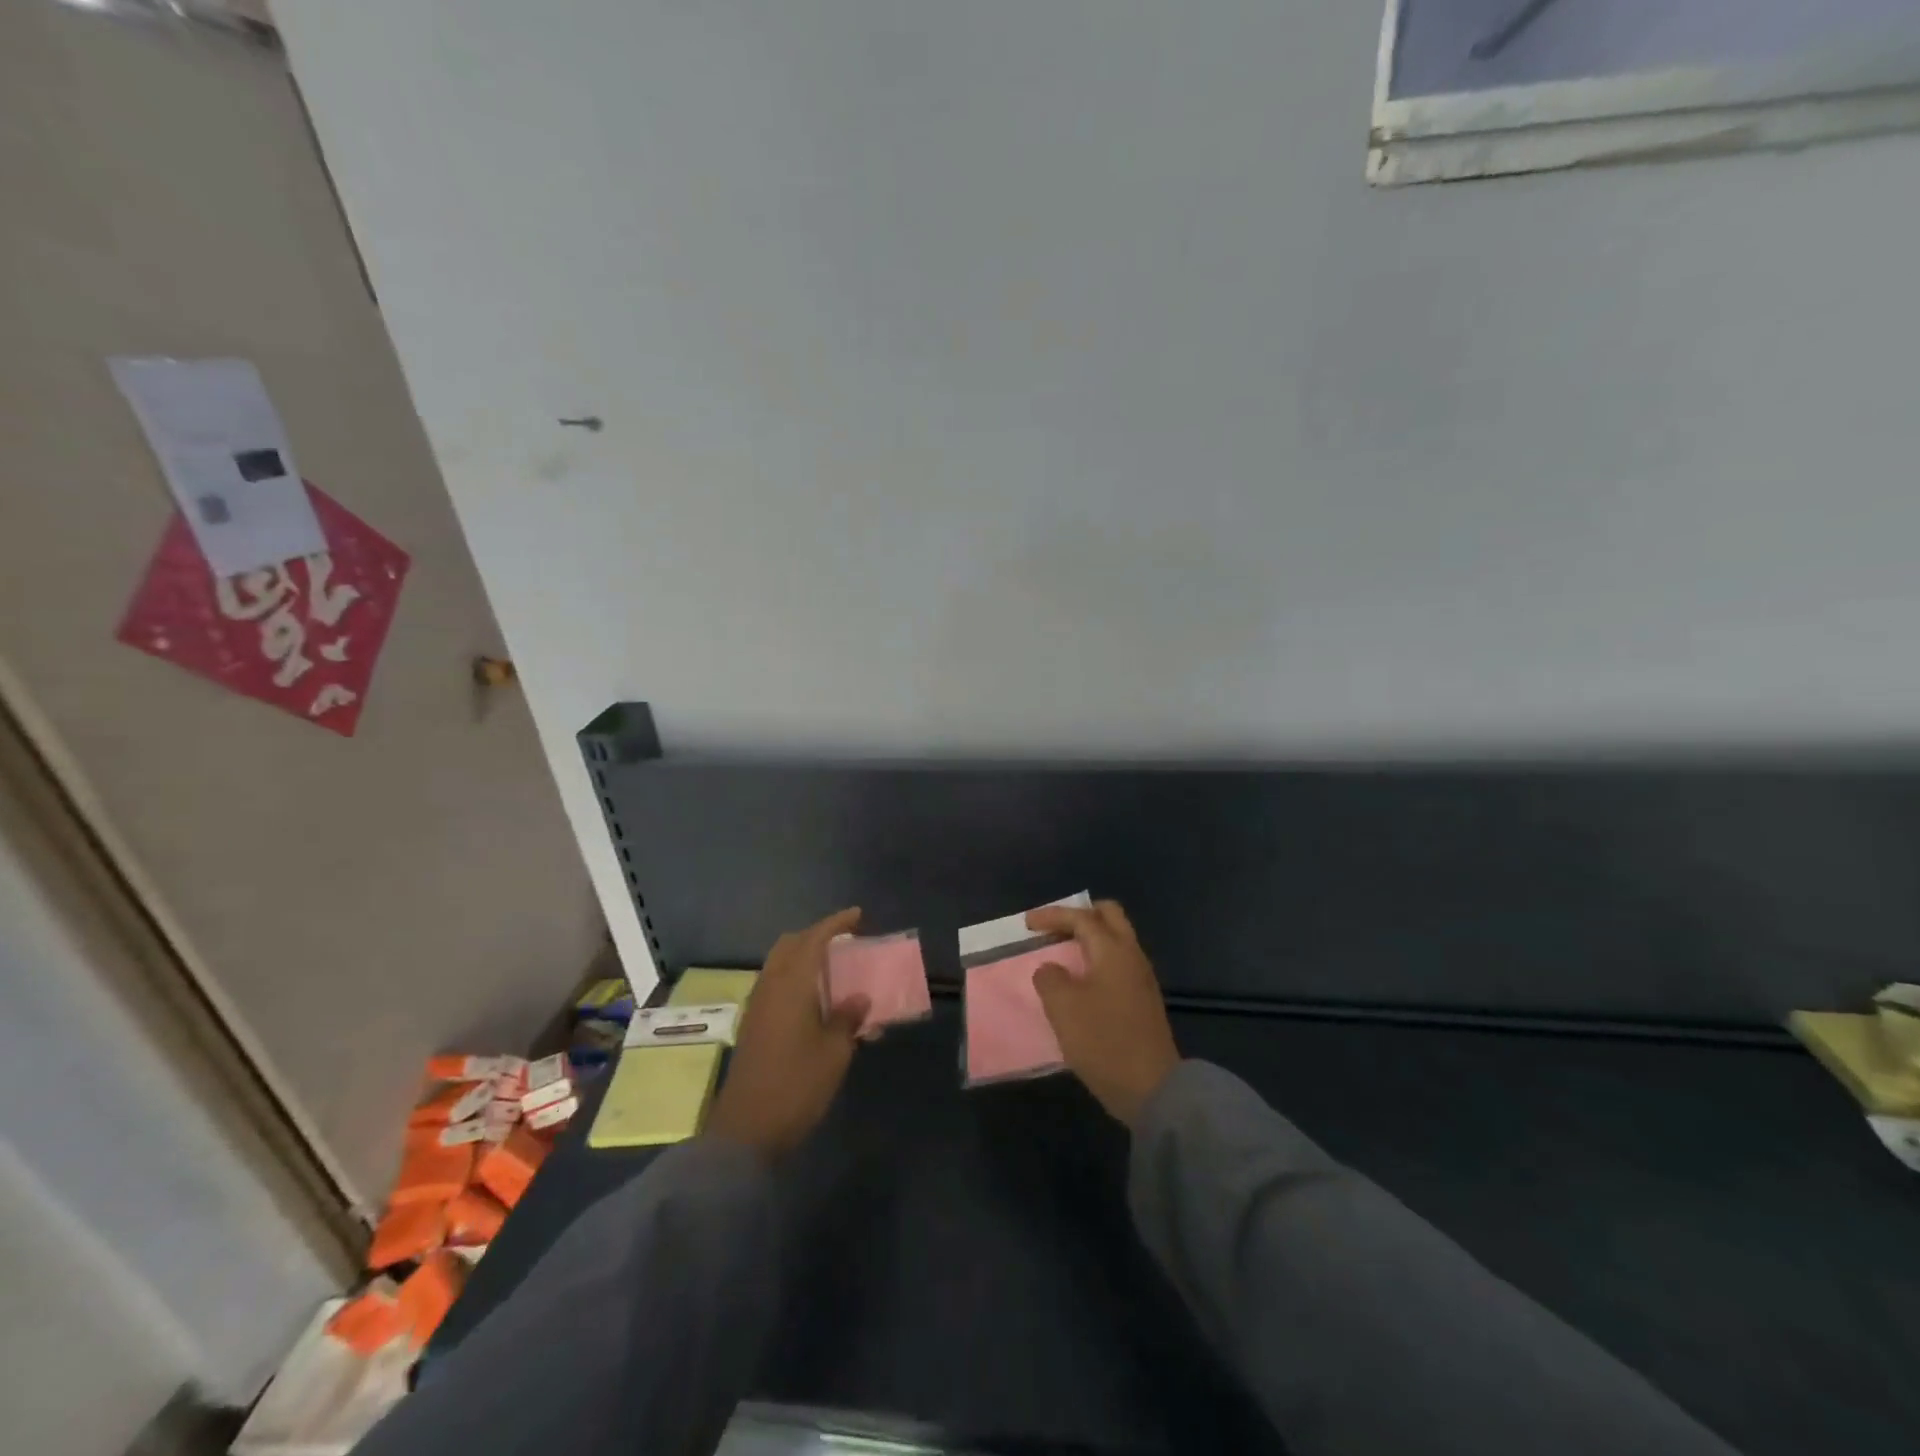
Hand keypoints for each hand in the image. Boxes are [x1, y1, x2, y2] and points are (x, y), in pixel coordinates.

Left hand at [704, 908, 869, 1159]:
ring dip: (804, 957)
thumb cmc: (797, 1086)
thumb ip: (848, 1019)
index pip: (814, 939)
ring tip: (833, 968)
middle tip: (844, 942)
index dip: (836, 924)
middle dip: (816, 936)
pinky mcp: (753, 1025)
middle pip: (791, 945)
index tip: (857, 915)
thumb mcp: (834, 1053)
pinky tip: (814, 999)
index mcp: (792, 985)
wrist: (746, 1131)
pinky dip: (796, 978)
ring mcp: (757, 1006)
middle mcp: (771, 986)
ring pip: (780, 964)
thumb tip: (859, 999)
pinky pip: (776, 984)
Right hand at [1028, 900, 1180, 1127]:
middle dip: (1079, 916)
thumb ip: (1050, 978)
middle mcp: (1132, 956)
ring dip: (1089, 939)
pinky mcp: (1143, 1000)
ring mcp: (1141, 978)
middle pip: (1109, 917)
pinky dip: (1096, 960)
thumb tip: (1051, 969)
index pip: (1082, 917)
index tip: (1027, 923)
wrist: (1152, 1089)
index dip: (1052, 915)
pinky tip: (1080, 980)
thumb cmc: (1103, 1041)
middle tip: (1053, 928)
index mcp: (1113, 950)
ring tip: (1062, 953)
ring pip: (1115, 940)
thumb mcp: (1063, 1007)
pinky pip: (1117, 963)